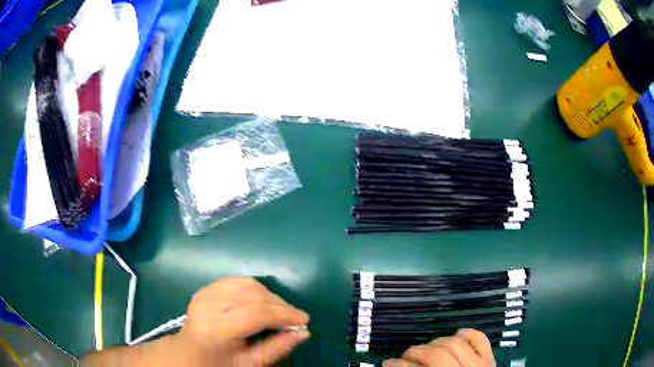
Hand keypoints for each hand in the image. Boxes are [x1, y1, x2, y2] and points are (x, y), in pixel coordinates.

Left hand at [177, 277, 309, 365]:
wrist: (188, 355)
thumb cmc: (219, 364)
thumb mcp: (249, 364)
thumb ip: (277, 348)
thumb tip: (304, 332)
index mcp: (215, 329)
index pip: (256, 312)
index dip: (284, 314)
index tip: (304, 320)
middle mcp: (208, 305)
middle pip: (252, 293)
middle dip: (280, 304)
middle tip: (295, 318)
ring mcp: (204, 293)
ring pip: (246, 283)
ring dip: (269, 295)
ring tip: (280, 311)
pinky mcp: (205, 288)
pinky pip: (236, 281)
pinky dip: (255, 289)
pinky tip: (261, 303)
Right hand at [383, 329, 494, 366]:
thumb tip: (391, 366)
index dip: (399, 365)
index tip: (387, 362)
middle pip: (436, 354)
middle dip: (416, 352)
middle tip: (405, 356)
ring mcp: (479, 365)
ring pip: (455, 343)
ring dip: (437, 342)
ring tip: (428, 348)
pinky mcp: (490, 358)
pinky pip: (479, 338)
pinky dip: (467, 333)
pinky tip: (456, 336)